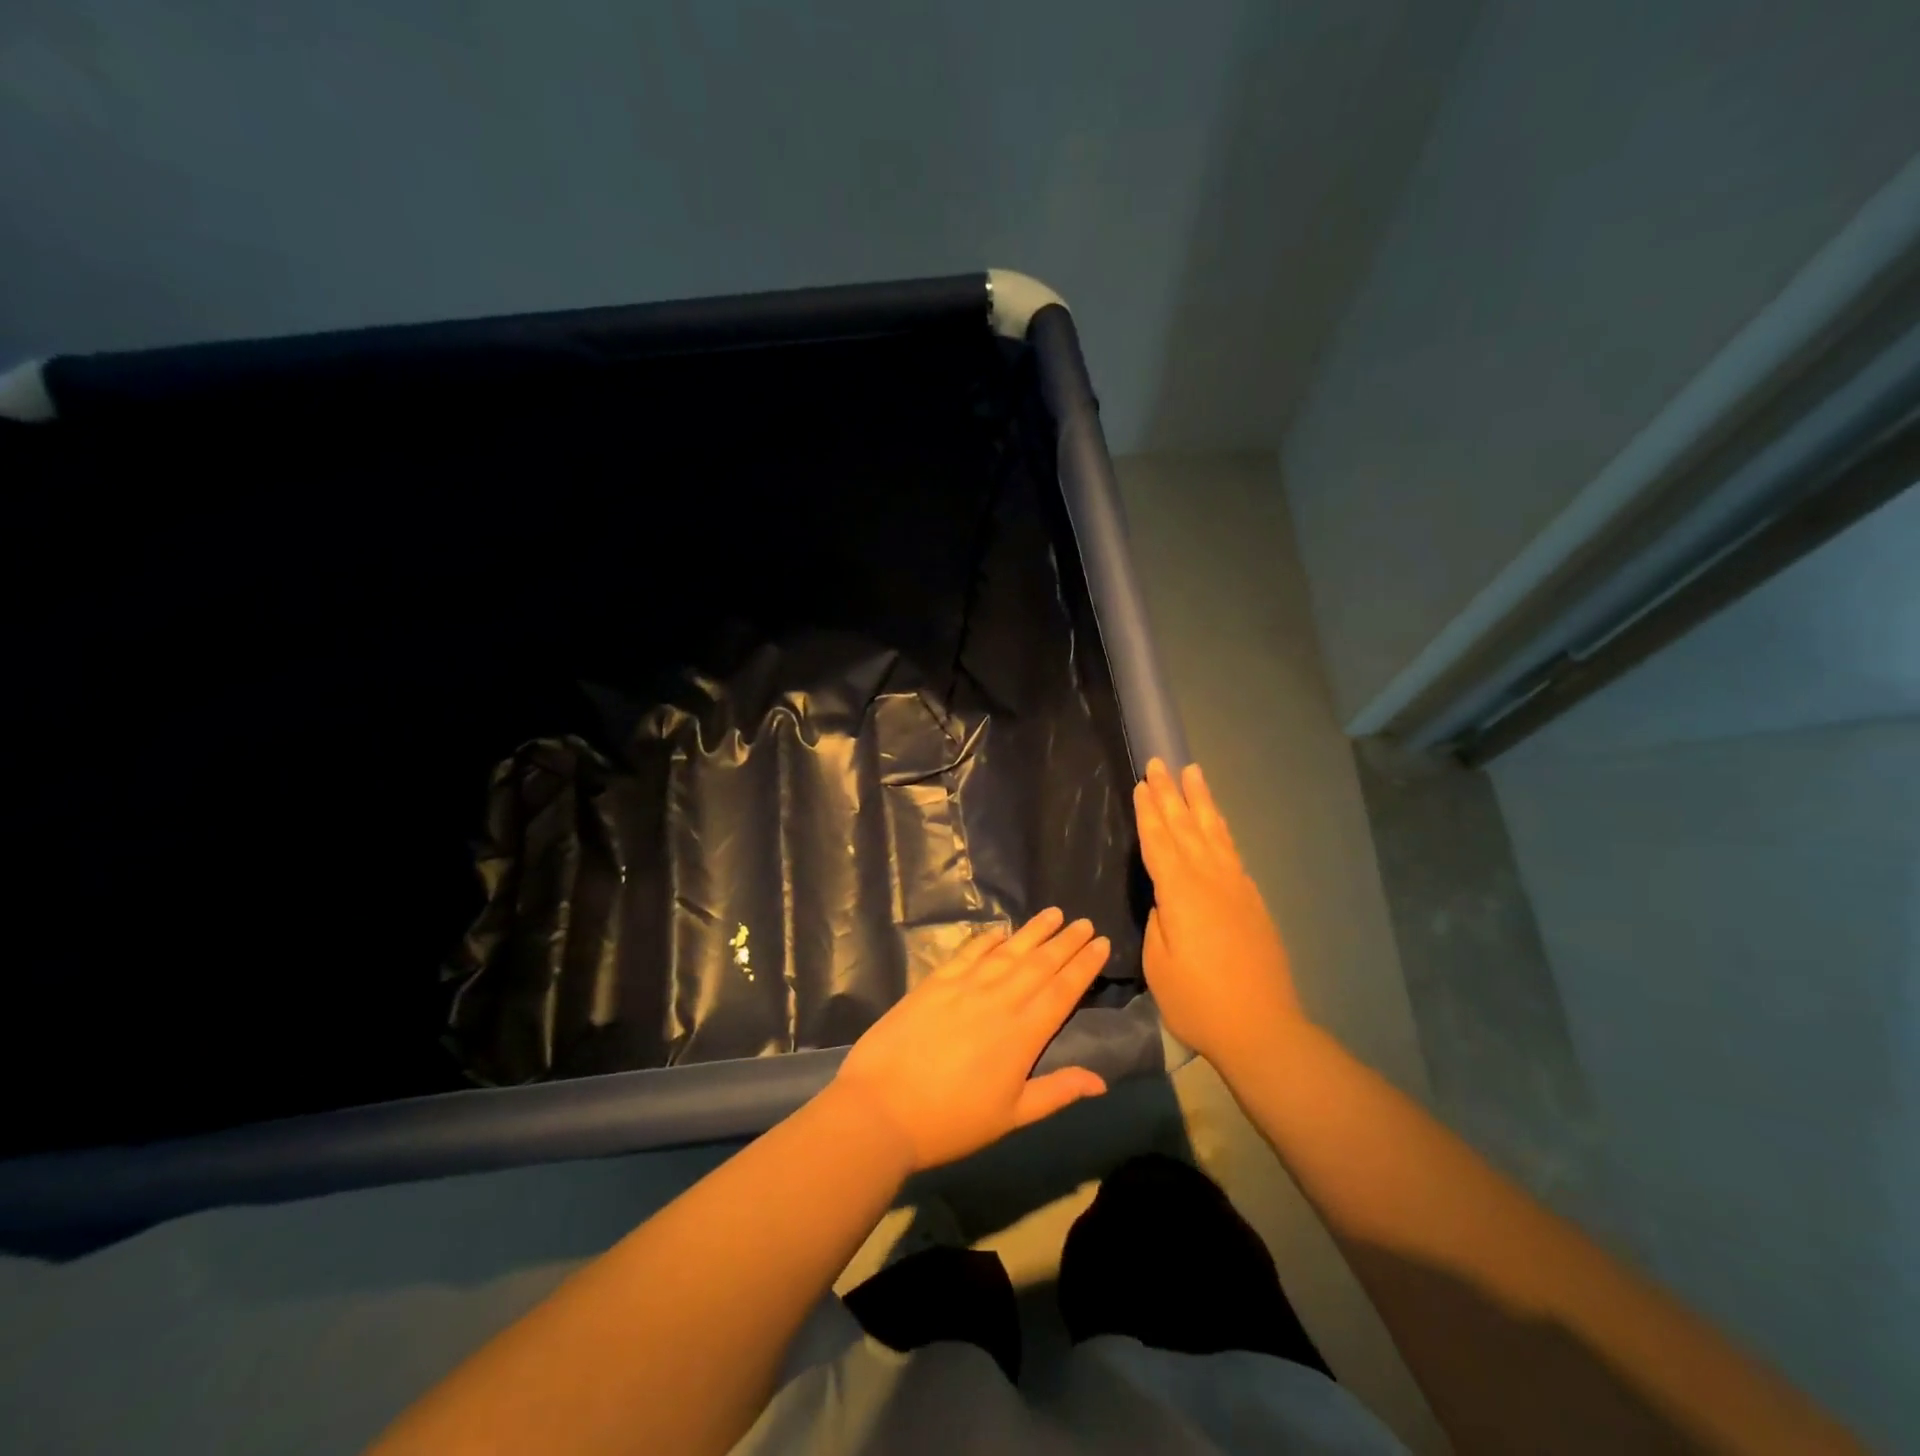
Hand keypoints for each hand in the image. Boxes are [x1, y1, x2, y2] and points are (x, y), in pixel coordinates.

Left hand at [832, 908, 1111, 1171]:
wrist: (882, 1108)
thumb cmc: (951, 1121)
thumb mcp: (1012, 1116)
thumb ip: (1057, 1092)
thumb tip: (1101, 1080)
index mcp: (1023, 1033)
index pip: (1063, 990)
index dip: (1084, 965)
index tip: (1102, 943)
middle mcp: (999, 1000)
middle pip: (1040, 963)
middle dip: (1066, 941)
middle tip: (1085, 922)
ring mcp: (965, 986)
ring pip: (1008, 951)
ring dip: (1033, 931)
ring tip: (1054, 913)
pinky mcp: (935, 982)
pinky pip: (968, 952)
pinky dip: (986, 939)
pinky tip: (1000, 931)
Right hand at [1134, 759, 1305, 1070]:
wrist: (1262, 1028)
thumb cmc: (1197, 1001)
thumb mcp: (1158, 963)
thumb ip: (1158, 921)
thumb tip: (1164, 899)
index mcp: (1180, 893)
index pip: (1159, 841)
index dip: (1149, 811)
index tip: (1142, 782)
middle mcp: (1210, 880)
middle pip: (1186, 827)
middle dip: (1171, 793)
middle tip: (1161, 761)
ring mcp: (1236, 888)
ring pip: (1214, 833)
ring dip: (1202, 801)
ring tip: (1194, 773)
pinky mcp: (1253, 902)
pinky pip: (1232, 853)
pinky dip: (1222, 831)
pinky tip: (1217, 823)